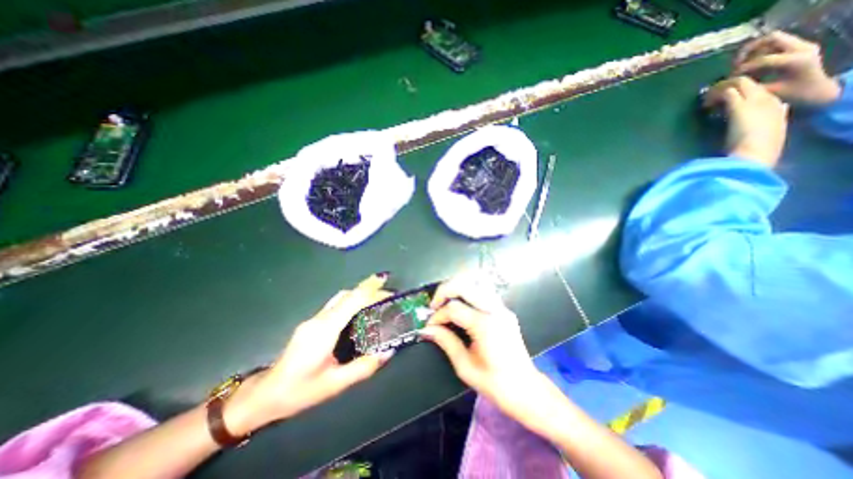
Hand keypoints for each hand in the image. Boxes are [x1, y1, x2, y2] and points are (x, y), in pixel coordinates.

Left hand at [224, 273, 393, 433]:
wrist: (265, 395)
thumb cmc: (299, 391)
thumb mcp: (335, 384)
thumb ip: (363, 367)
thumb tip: (388, 351)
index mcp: (324, 330)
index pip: (351, 301)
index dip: (370, 290)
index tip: (386, 283)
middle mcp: (318, 319)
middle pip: (346, 295)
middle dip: (368, 288)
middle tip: (388, 291)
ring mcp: (313, 320)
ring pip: (340, 298)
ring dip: (359, 293)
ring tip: (378, 297)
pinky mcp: (312, 323)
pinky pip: (336, 305)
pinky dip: (351, 301)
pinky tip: (360, 309)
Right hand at [419, 278, 539, 418]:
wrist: (526, 389)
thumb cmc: (495, 384)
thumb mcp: (465, 366)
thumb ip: (445, 342)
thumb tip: (427, 330)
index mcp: (485, 325)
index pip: (453, 308)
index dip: (437, 316)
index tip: (430, 327)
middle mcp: (494, 310)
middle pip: (464, 284)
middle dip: (444, 291)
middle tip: (434, 305)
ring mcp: (501, 308)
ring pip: (476, 281)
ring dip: (457, 287)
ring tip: (446, 301)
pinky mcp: (503, 309)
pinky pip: (483, 290)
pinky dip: (468, 292)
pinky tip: (461, 305)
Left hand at [704, 76, 788, 167]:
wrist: (756, 155)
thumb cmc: (754, 152)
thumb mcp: (755, 139)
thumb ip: (748, 133)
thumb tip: (735, 132)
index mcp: (776, 109)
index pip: (759, 91)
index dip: (740, 93)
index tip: (723, 101)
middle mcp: (769, 100)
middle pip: (750, 82)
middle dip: (728, 85)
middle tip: (710, 95)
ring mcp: (756, 101)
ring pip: (739, 82)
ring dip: (719, 88)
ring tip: (705, 98)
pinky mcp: (740, 106)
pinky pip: (728, 91)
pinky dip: (714, 94)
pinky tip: (705, 104)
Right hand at [733, 31, 837, 105]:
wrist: (816, 89)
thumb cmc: (791, 94)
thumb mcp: (769, 93)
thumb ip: (752, 87)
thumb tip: (731, 86)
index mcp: (796, 60)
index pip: (763, 59)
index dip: (743, 68)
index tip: (730, 78)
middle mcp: (801, 47)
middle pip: (770, 39)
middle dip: (748, 51)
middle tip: (734, 65)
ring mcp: (801, 45)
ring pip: (771, 40)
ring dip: (752, 51)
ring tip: (739, 65)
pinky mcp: (797, 47)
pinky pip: (774, 44)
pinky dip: (758, 52)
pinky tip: (749, 65)